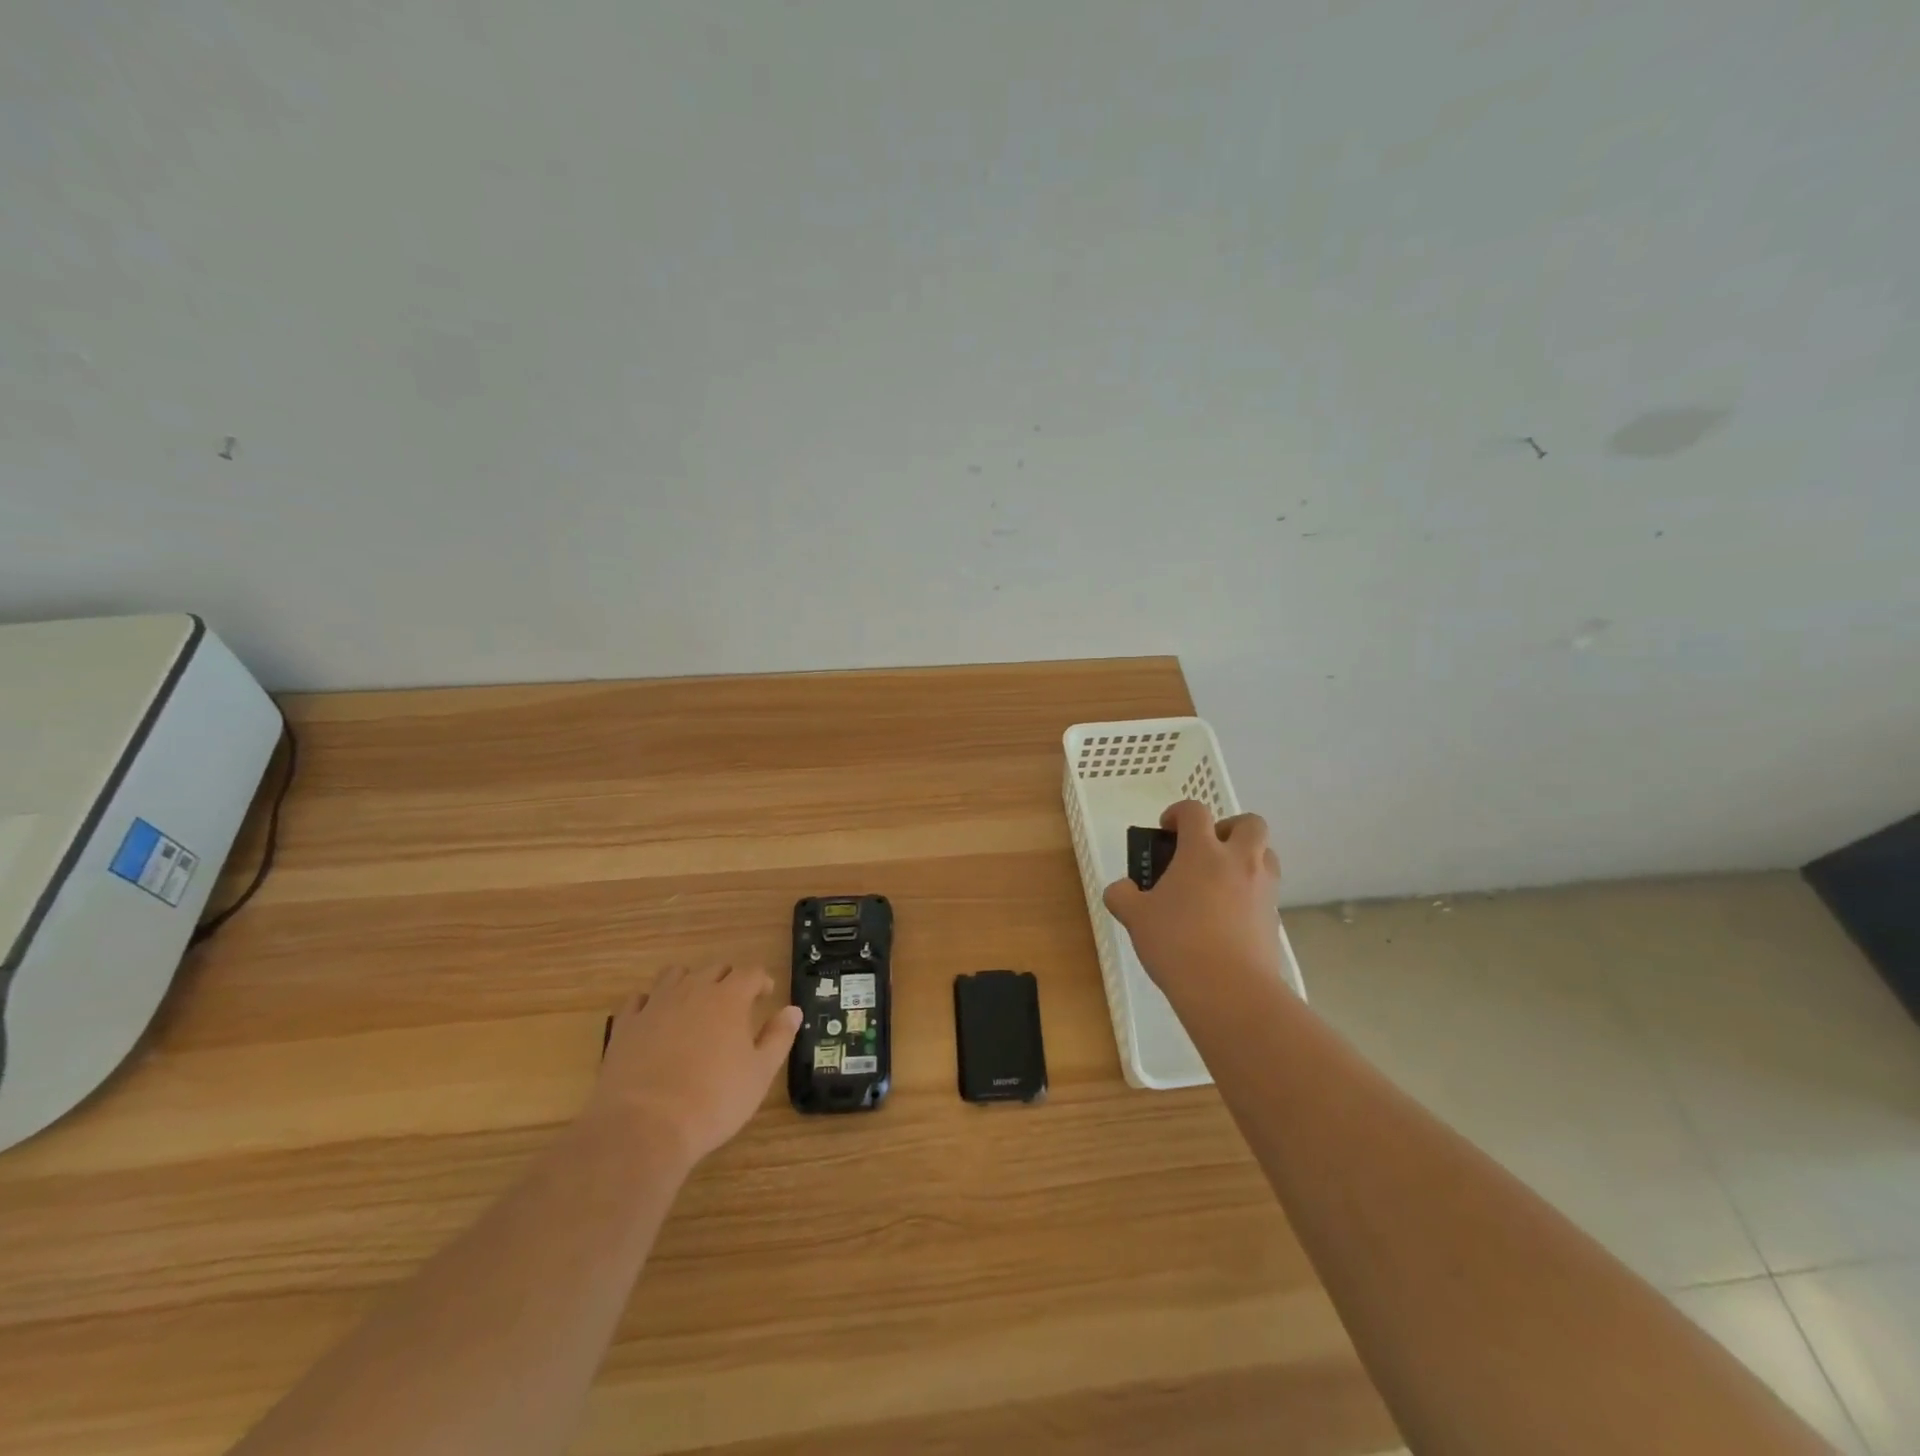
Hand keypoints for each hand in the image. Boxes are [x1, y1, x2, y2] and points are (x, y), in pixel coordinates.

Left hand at [590, 966, 801, 1167]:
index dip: (761, 981)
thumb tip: (793, 1010)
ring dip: (689, 982)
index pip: (750, 973)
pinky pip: (639, 999)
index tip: (766, 994)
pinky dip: (651, 1002)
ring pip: (675, 975)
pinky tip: (655, 1019)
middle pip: (714, 969)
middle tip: (735, 1002)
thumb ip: (779, 1037)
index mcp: (729, 998)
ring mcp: (655, 1005)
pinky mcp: (625, 1025)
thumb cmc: (713, 1101)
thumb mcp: (759, 1074)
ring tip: (694, 1004)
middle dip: (728, 979)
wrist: (644, 1127)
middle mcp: (693, 991)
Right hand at [1102, 800, 1283, 1011]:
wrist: (1229, 990)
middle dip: (1229, 827)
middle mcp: (1239, 861)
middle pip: (1250, 823)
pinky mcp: (1274, 918)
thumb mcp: (1135, 918)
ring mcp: (1262, 889)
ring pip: (1267, 854)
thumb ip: (1123, 896)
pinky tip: (1227, 916)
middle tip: (1206, 849)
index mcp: (1203, 851)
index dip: (1178, 813)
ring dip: (1247, 857)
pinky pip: (1266, 890)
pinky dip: (1250, 892)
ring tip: (1220, 880)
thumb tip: (1121, 889)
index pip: (1195, 811)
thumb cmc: (1177, 943)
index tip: (1166, 830)